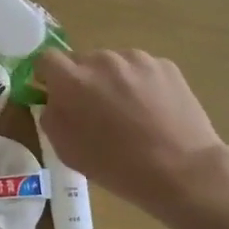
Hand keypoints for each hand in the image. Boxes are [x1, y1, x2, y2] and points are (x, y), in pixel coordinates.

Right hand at [35, 49, 228, 214]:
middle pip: (82, 62)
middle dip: (84, 82)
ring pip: (114, 64)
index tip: (56, 95)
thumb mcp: (67, 150)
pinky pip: (141, 70)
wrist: (182, 169)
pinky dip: (141, 85)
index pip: (47, 59)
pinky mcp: (165, 65)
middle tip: (97, 112)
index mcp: (73, 80)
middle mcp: (102, 60)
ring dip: (113, 81)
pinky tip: (154, 112)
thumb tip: (54, 101)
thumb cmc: (117, 166)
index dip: (49, 77)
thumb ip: (52, 117)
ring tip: (130, 113)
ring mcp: (137, 59)